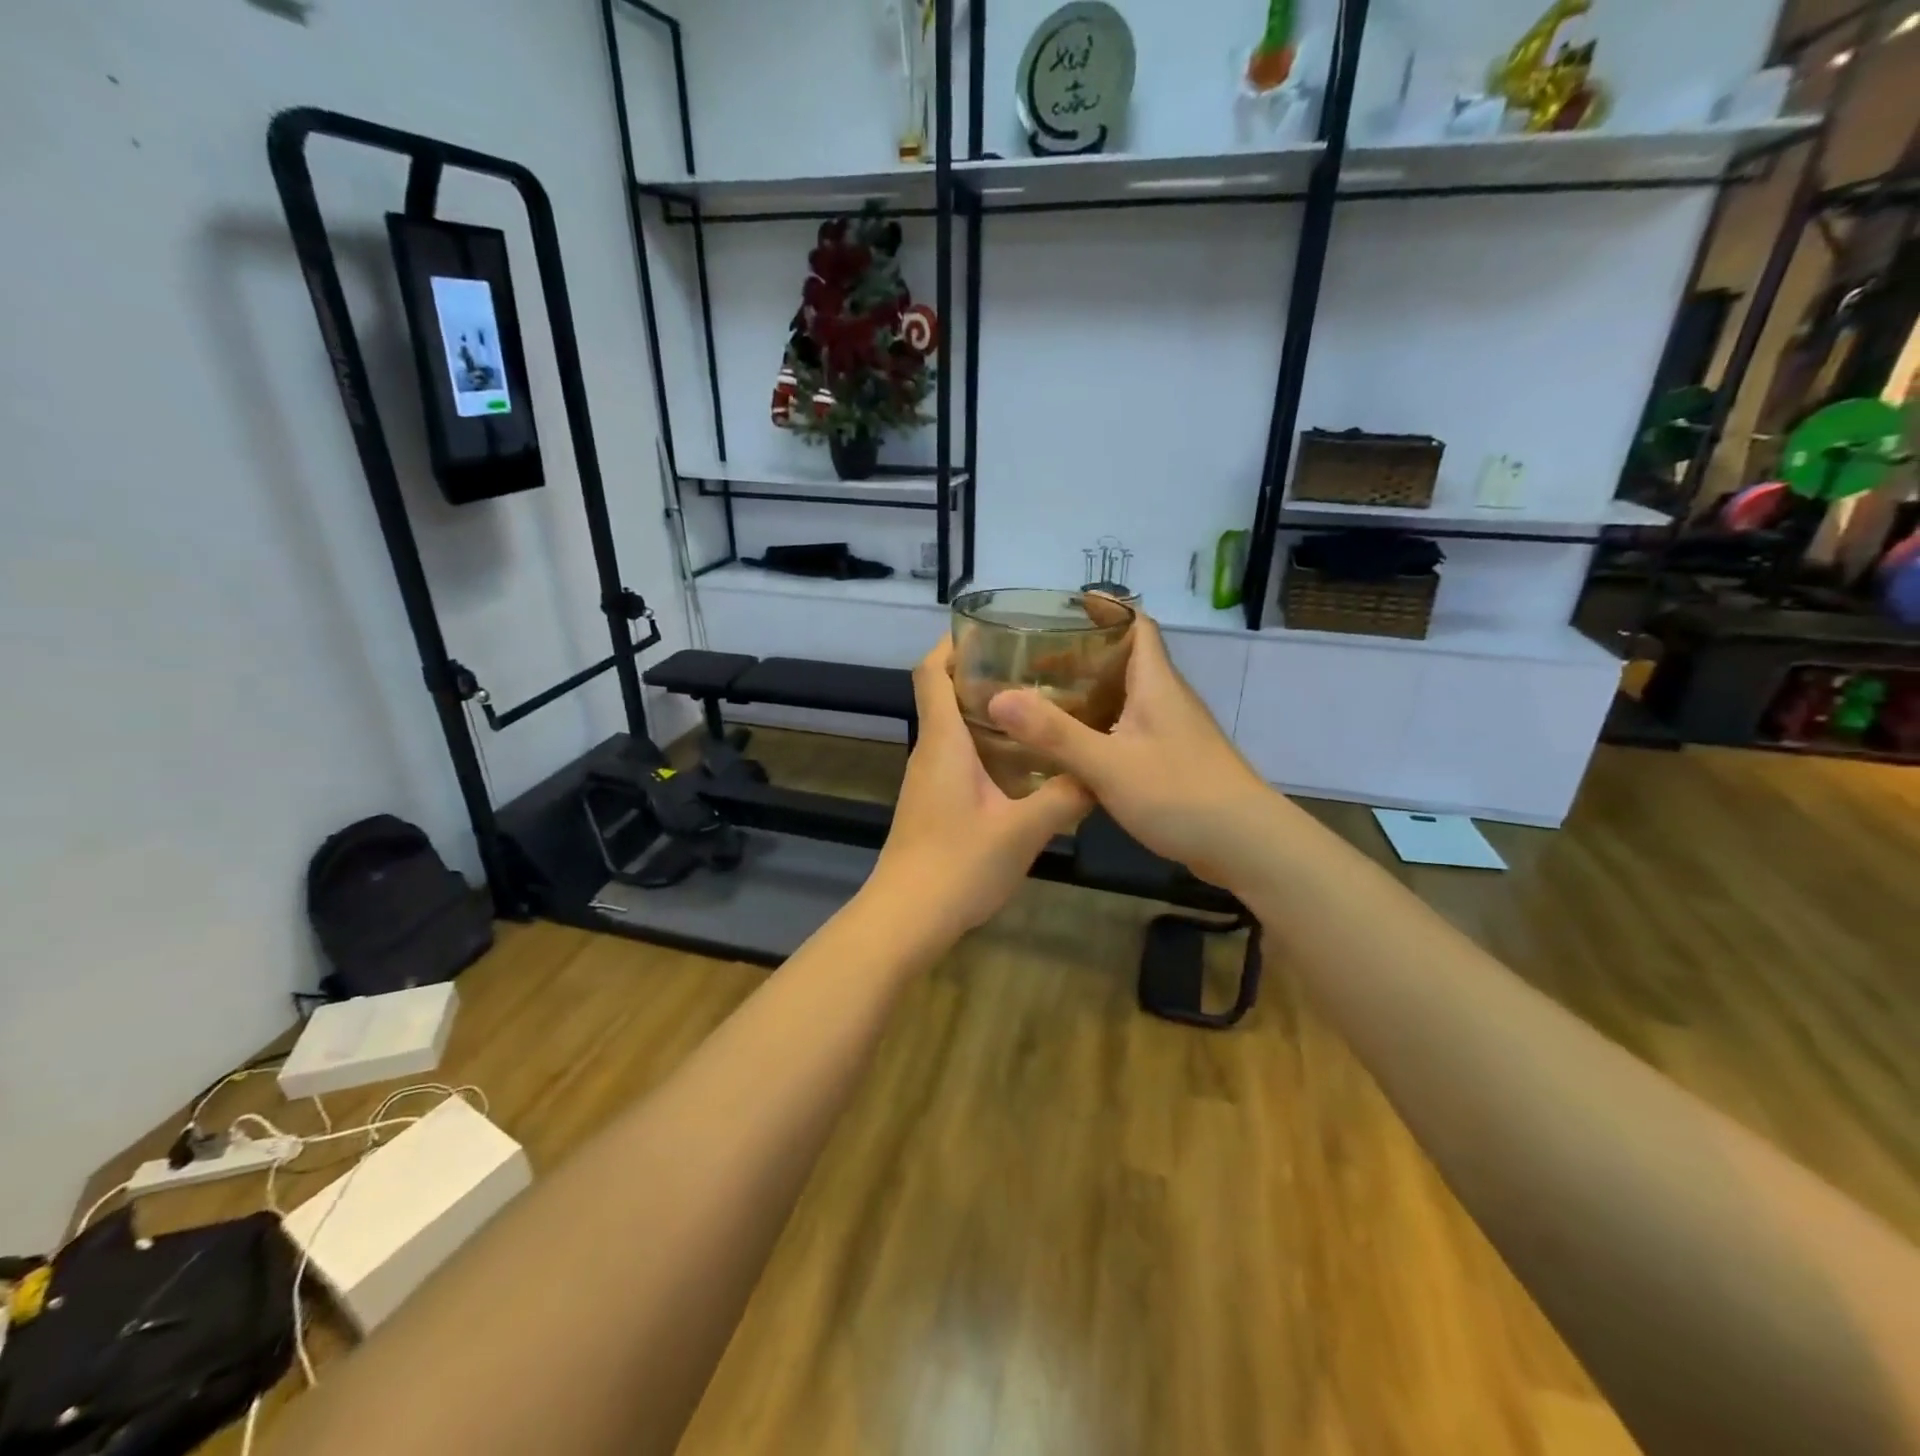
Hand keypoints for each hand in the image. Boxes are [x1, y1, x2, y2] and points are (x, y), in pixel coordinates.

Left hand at [868, 639, 1093, 941]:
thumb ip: (1064, 798)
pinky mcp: (932, 804)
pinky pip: (957, 759)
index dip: (952, 643)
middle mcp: (930, 752)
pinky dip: (986, 749)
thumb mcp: (1023, 831)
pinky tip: (1024, 767)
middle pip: (945, 695)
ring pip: (954, 730)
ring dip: (988, 714)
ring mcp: (927, 780)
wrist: (906, 918)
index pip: (932, 672)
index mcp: (944, 742)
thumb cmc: (958, 865)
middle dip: (984, 674)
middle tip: (1037, 669)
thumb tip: (1098, 776)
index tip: (990, 629)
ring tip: (1040, 711)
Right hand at [986, 610, 1281, 892]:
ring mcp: (1174, 733)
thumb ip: (1054, 733)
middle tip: (1035, 660)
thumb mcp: (1109, 764)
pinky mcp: (1174, 763)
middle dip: (1083, 655)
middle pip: (1127, 661)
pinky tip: (1074, 749)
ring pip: (1127, 698)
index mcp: (1156, 685)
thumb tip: (998, 698)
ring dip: (1090, 694)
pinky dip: (1100, 728)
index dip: (1107, 609)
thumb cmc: (1180, 794)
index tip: (1066, 605)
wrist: (1246, 846)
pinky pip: (1130, 731)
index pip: (1138, 625)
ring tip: (1044, 700)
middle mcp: (1167, 700)